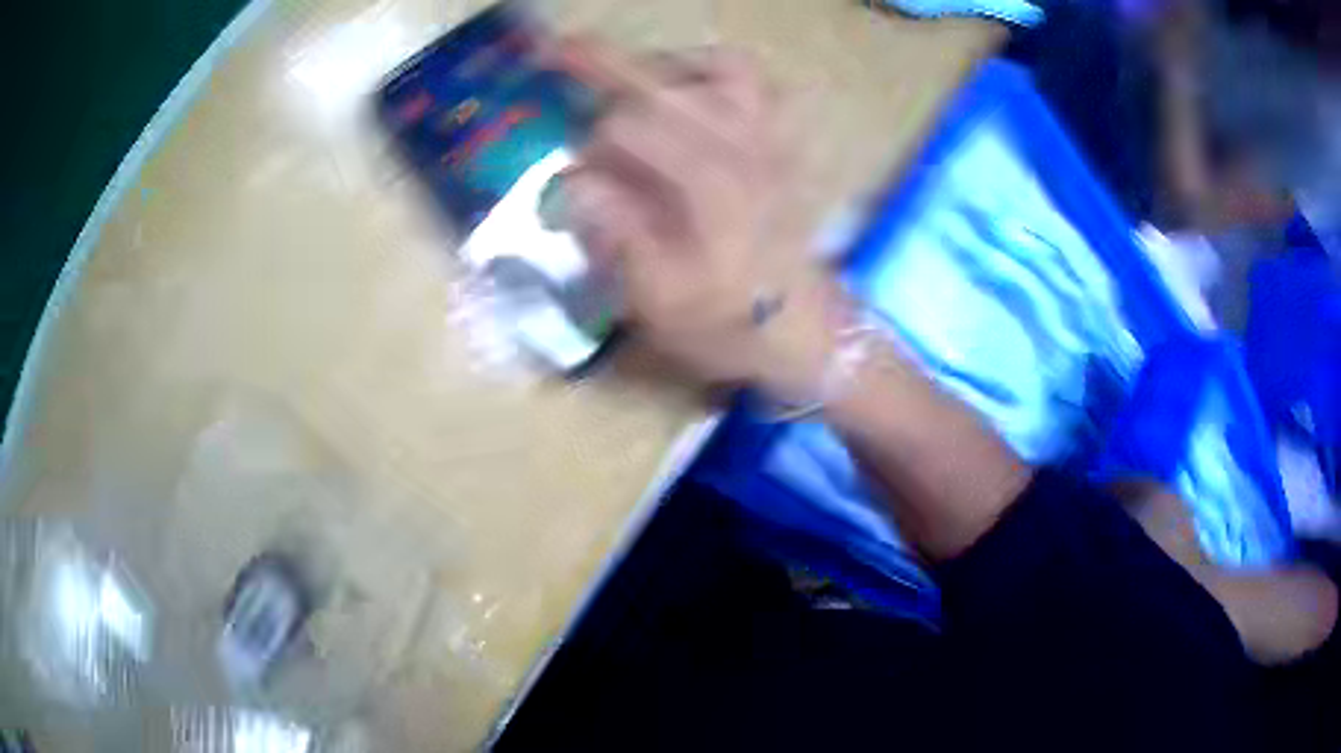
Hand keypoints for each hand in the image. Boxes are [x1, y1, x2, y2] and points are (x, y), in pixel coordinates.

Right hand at [555, 40, 842, 399]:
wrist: (803, 330)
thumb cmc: (728, 324)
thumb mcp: (659, 301)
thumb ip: (615, 236)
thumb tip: (575, 183)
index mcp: (710, 185)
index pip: (628, 128)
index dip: (588, 144)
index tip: (574, 177)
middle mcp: (742, 146)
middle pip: (664, 84)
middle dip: (602, 64)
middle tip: (553, 50)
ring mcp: (771, 138)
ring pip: (719, 67)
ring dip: (665, 66)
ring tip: (631, 80)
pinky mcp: (784, 142)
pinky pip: (759, 84)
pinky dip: (717, 73)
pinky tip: (689, 91)